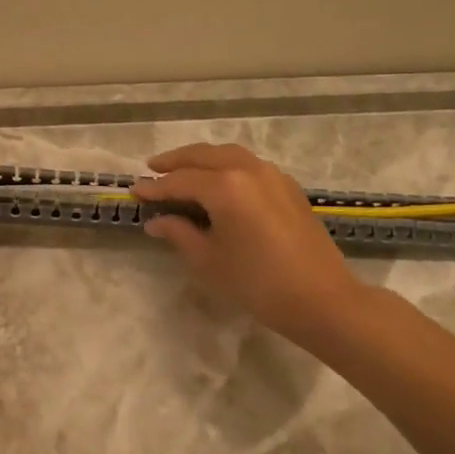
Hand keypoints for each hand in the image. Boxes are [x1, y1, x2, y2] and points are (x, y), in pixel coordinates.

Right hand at [132, 143, 367, 344]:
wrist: (321, 299)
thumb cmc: (257, 283)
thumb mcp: (209, 260)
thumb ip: (179, 233)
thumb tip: (156, 221)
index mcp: (225, 186)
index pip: (179, 181)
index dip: (155, 188)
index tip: (133, 191)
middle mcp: (248, 170)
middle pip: (204, 156)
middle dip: (176, 161)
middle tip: (153, 169)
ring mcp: (272, 175)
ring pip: (229, 155)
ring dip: (202, 159)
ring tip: (183, 169)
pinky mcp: (288, 188)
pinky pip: (249, 165)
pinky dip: (227, 165)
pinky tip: (220, 181)